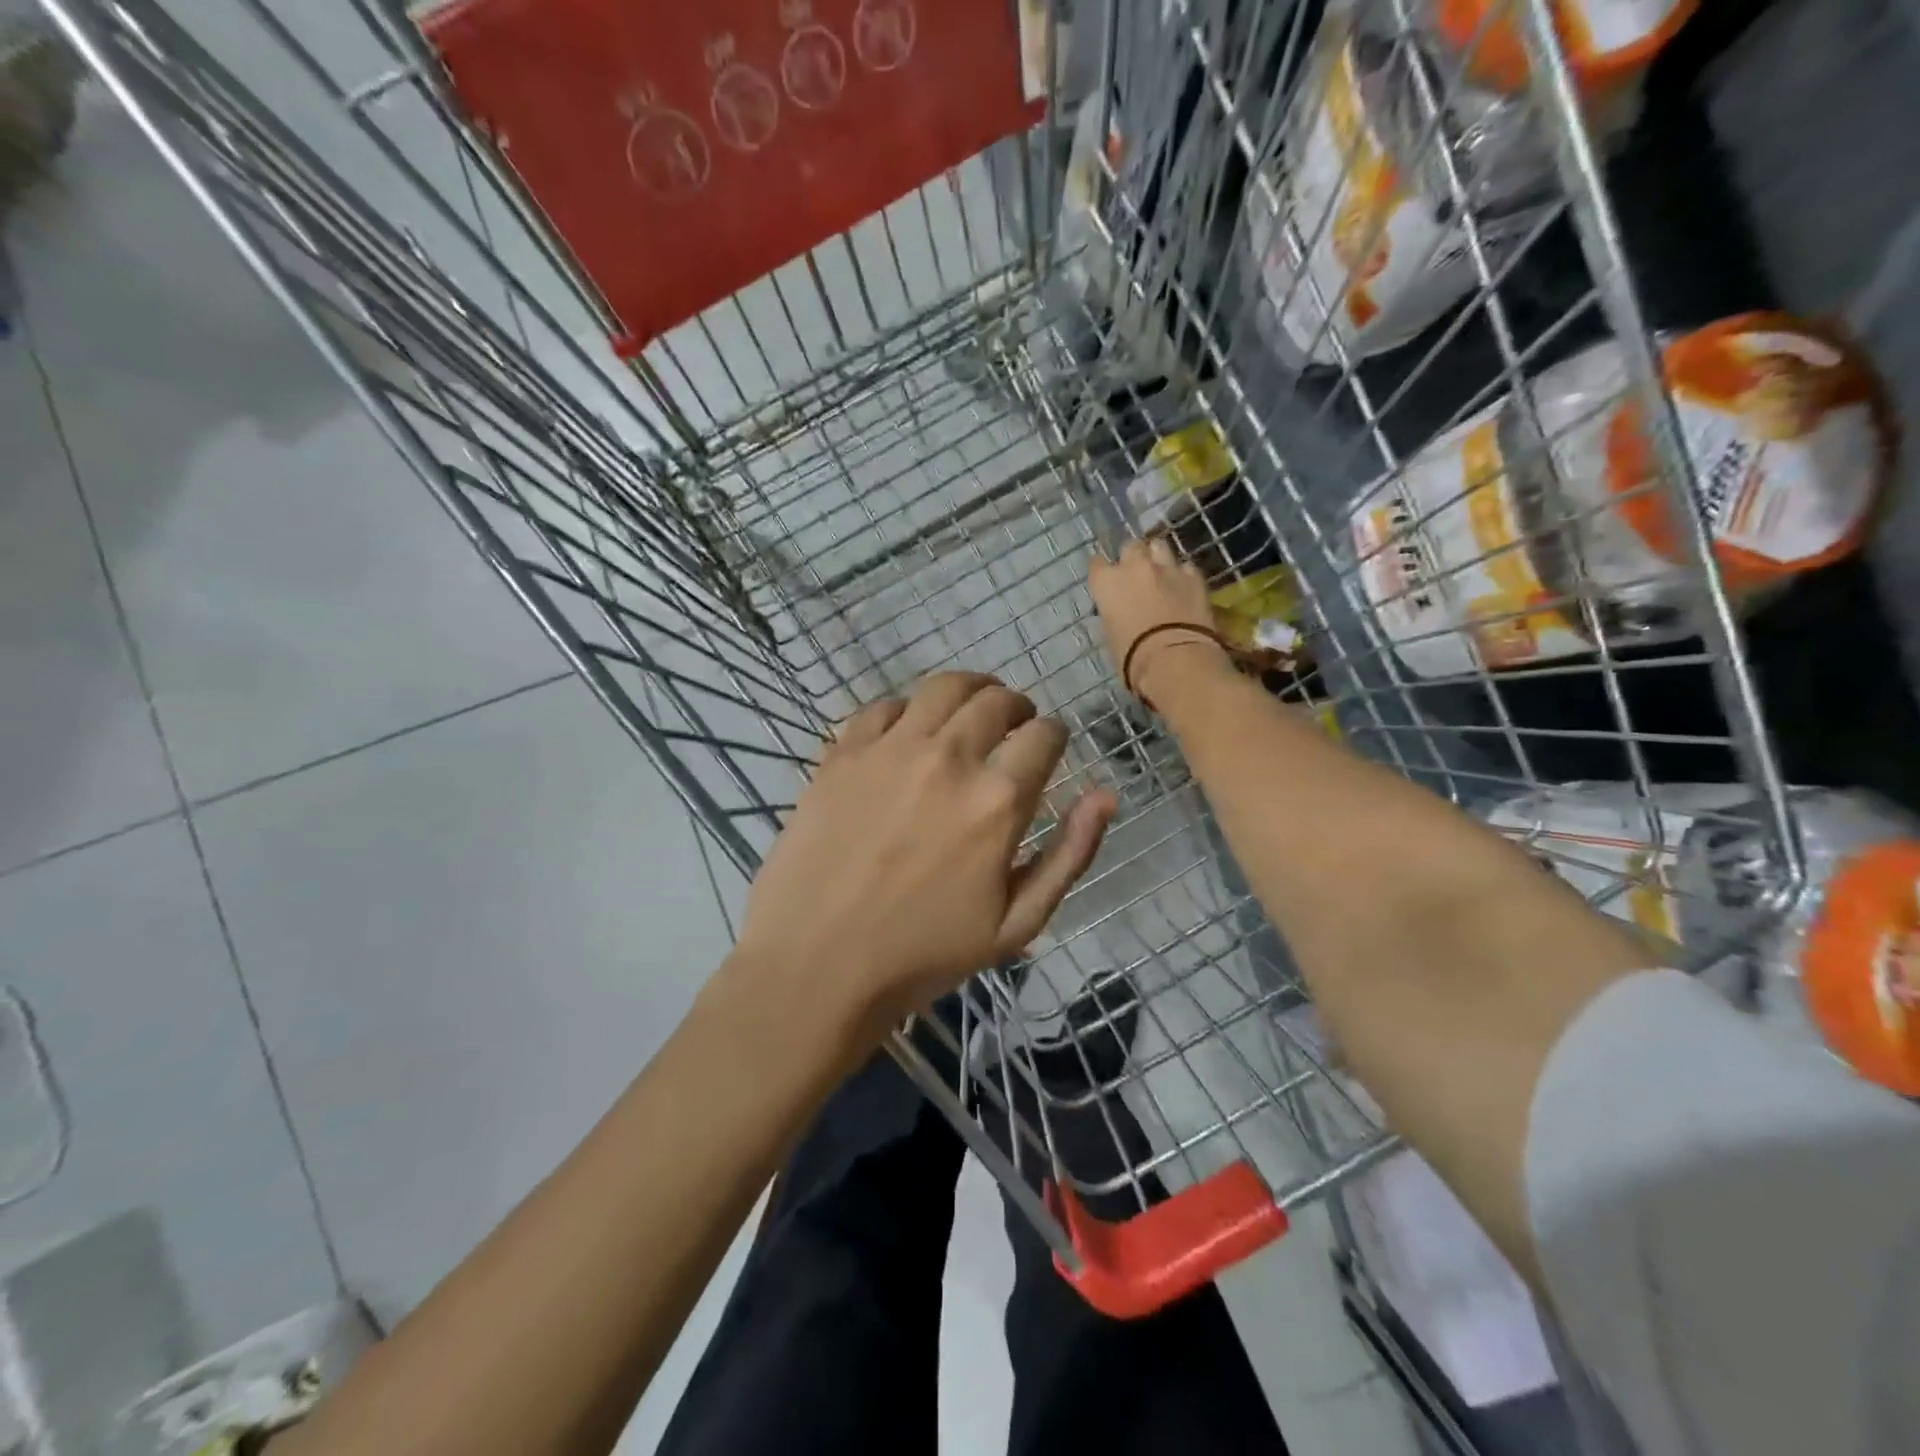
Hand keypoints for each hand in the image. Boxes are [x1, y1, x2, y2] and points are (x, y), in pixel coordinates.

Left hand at [731, 672, 1115, 1044]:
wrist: (817, 965)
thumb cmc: (924, 954)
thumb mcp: (1018, 923)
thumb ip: (1070, 854)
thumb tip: (1106, 795)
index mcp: (998, 799)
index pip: (1045, 735)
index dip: (1055, 736)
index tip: (1048, 748)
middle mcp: (949, 757)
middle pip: (997, 699)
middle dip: (1017, 708)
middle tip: (1013, 726)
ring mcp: (890, 749)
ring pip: (943, 687)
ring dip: (969, 691)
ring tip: (969, 711)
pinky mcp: (843, 753)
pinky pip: (883, 705)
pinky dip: (906, 710)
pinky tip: (907, 733)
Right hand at [1088, 537, 1229, 704]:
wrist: (1175, 660)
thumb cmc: (1132, 657)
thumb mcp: (1110, 635)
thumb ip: (1113, 613)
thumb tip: (1119, 610)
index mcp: (1107, 582)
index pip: (1097, 564)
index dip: (1103, 573)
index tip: (1106, 582)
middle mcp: (1134, 566)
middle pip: (1130, 547)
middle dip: (1132, 558)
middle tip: (1135, 575)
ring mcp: (1167, 568)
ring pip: (1159, 546)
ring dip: (1158, 558)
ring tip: (1161, 574)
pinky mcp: (1195, 577)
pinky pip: (1186, 567)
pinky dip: (1183, 576)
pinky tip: (1184, 589)